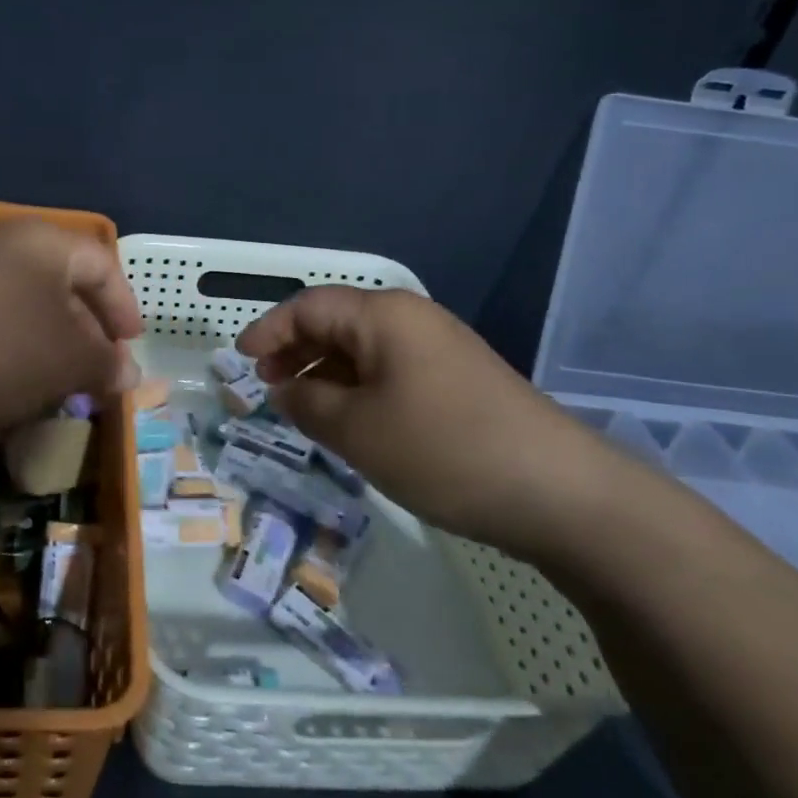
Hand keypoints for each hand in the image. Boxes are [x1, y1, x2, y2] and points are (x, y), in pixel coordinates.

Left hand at [0, 218, 142, 441]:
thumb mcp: (67, 362)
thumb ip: (105, 364)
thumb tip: (128, 374)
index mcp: (44, 243)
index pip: (103, 266)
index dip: (124, 309)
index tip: (130, 349)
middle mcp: (3, 245)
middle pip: (62, 284)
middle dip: (86, 332)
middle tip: (96, 373)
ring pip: (24, 307)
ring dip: (47, 346)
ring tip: (55, 388)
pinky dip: (9, 352)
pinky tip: (5, 388)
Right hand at [236, 286, 620, 553]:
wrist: (559, 492)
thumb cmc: (442, 449)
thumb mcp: (356, 430)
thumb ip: (307, 403)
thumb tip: (283, 389)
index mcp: (383, 315)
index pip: (308, 306)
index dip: (268, 330)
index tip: (239, 360)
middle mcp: (412, 319)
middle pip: (337, 322)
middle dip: (295, 351)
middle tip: (266, 386)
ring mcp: (440, 349)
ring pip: (364, 350)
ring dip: (326, 373)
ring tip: (301, 408)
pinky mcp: (459, 380)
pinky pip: (392, 371)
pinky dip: (359, 388)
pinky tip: (351, 421)